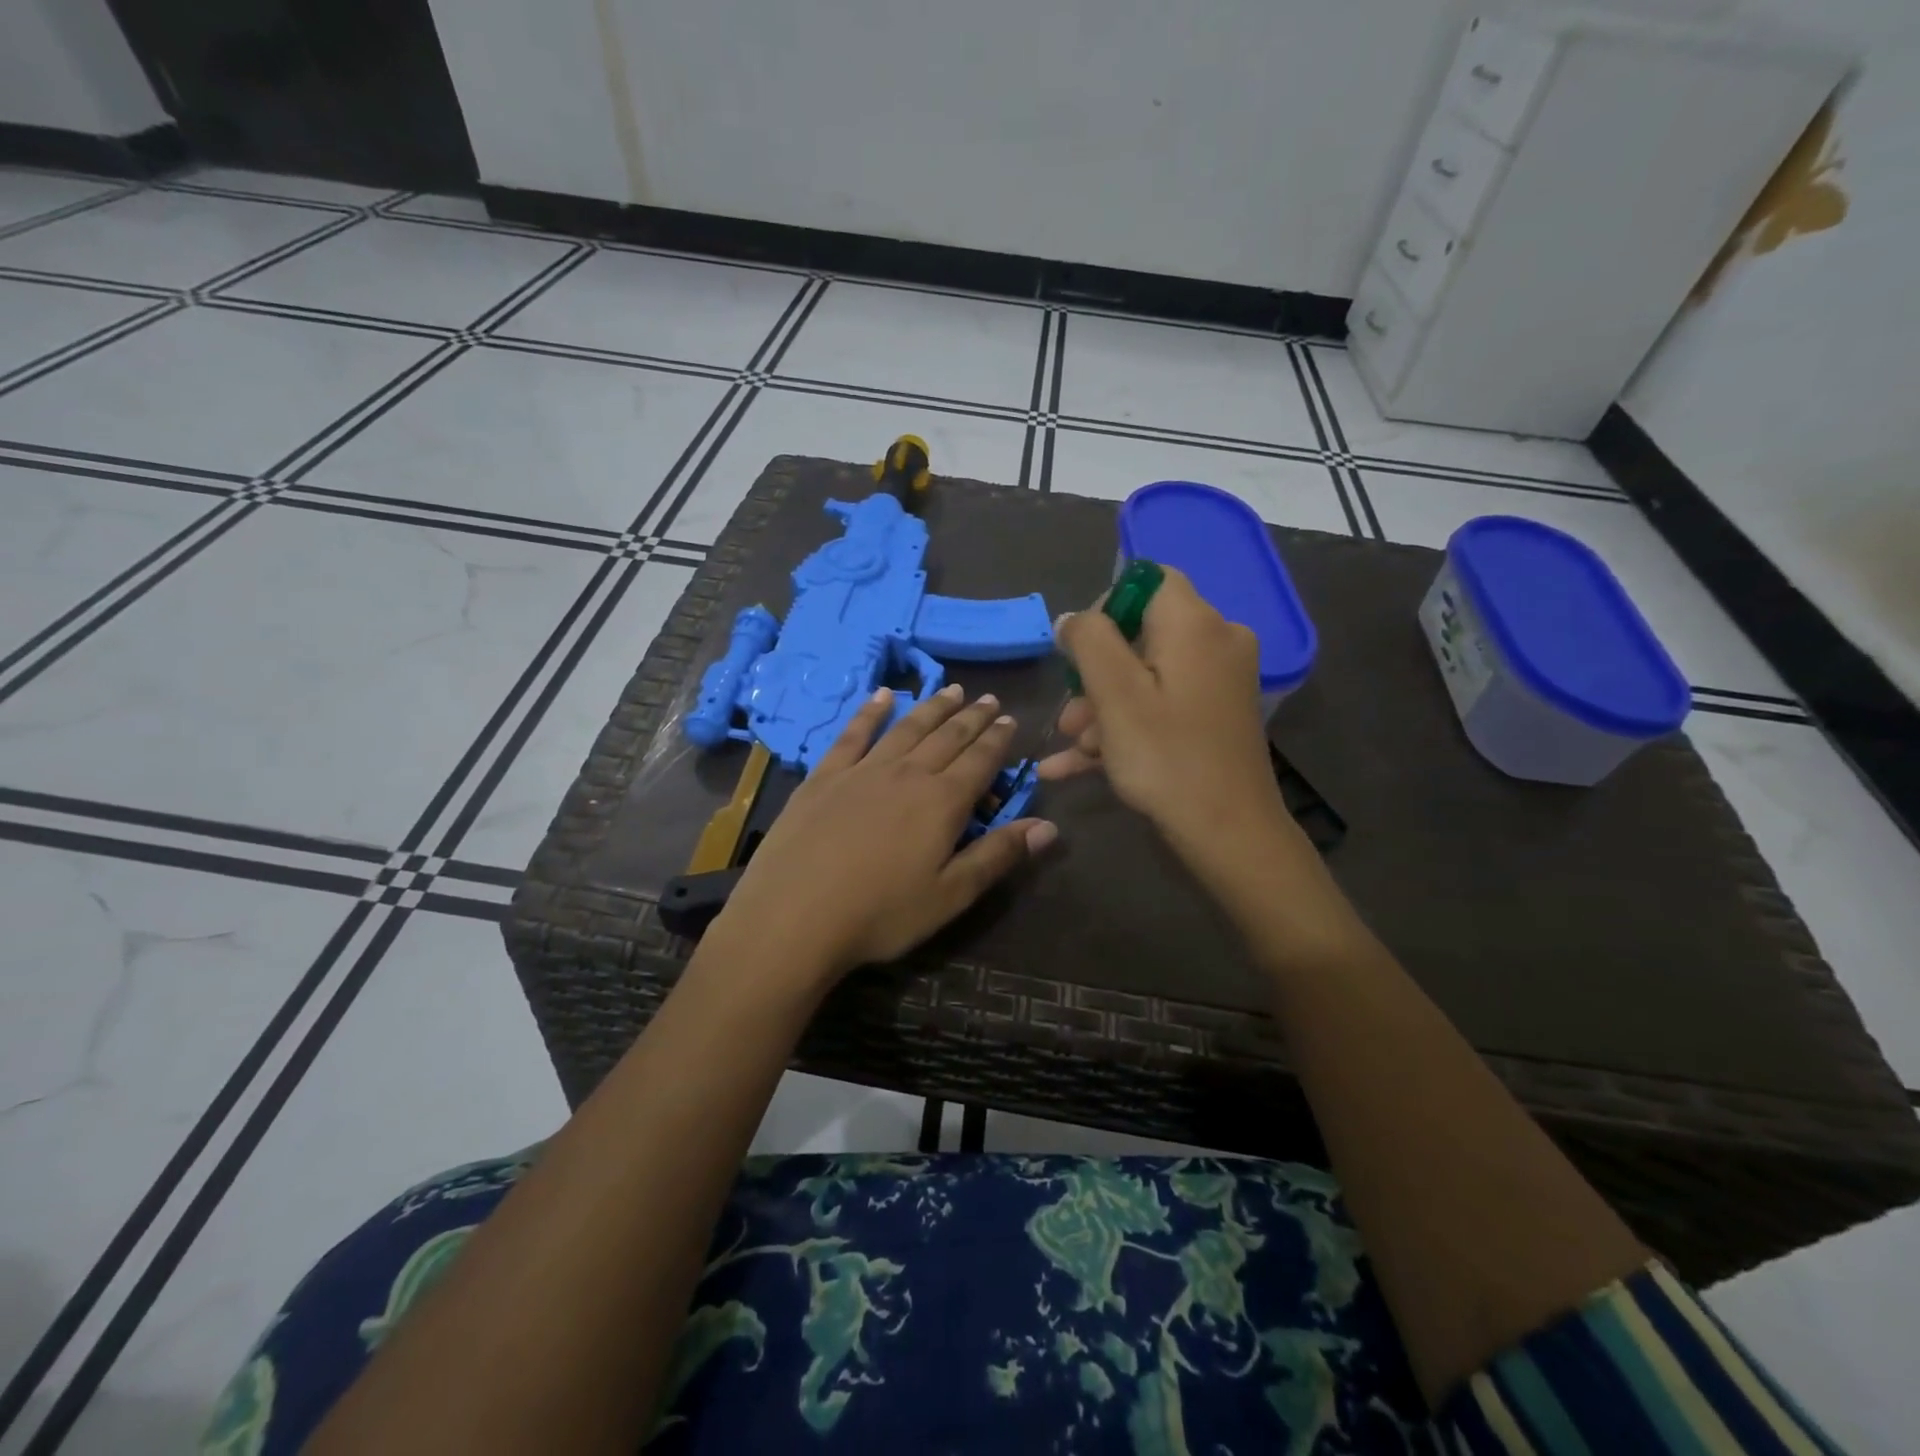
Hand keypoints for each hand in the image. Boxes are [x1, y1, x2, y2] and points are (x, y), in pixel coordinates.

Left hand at [711, 684, 1056, 981]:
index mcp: (942, 803)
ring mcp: (863, 770)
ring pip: (906, 728)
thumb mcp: (950, 896)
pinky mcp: (824, 776)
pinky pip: (853, 734)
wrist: (794, 915)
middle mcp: (907, 774)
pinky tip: (882, 696)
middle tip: (988, 699)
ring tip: (951, 691)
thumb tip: (1049, 826)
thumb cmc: (880, 914)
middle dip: (972, 717)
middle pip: (947, 737)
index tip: (1010, 719)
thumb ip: (998, 856)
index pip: (980, 760)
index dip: (998, 739)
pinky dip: (870, 712)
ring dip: (932, 708)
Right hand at [1039, 567, 1289, 856]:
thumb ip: (1089, 640)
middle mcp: (1217, 642)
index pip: (1147, 581)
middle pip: (1142, 635)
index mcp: (1195, 624)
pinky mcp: (1217, 716)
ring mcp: (1220, 682)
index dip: (1105, 608)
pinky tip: (1077, 764)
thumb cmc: (1166, 757)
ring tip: (1072, 750)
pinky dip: (1125, 726)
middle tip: (1068, 717)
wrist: (1229, 833)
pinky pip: (1162, 705)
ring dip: (1103, 709)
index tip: (1077, 654)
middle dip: (1095, 675)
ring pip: (1147, 677)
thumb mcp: (1115, 695)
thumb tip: (1074, 618)